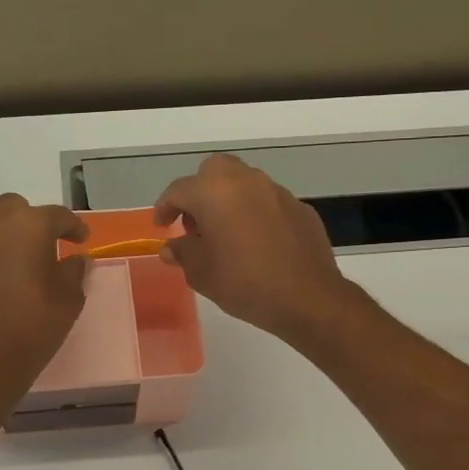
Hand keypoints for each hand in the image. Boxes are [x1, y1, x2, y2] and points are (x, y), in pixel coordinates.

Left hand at [0, 194, 90, 384]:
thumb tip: (75, 260)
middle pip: (14, 208)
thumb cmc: (35, 323)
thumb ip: (74, 271)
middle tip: (43, 244)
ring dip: (4, 240)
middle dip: (30, 220)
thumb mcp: (69, 298)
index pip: (57, 215)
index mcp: (29, 225)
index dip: (73, 227)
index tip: (81, 240)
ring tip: (16, 265)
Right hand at [154, 154, 356, 344]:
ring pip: (243, 183)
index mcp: (214, 192)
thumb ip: (183, 252)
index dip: (165, 207)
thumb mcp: (201, 272)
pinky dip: (254, 213)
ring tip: (225, 234)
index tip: (161, 226)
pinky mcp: (299, 207)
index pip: (179, 190)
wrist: (307, 297)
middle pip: (214, 171)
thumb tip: (172, 247)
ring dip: (228, 200)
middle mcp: (245, 181)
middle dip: (199, 192)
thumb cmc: (244, 282)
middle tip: (195, 223)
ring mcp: (276, 191)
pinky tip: (256, 242)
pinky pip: (267, 202)